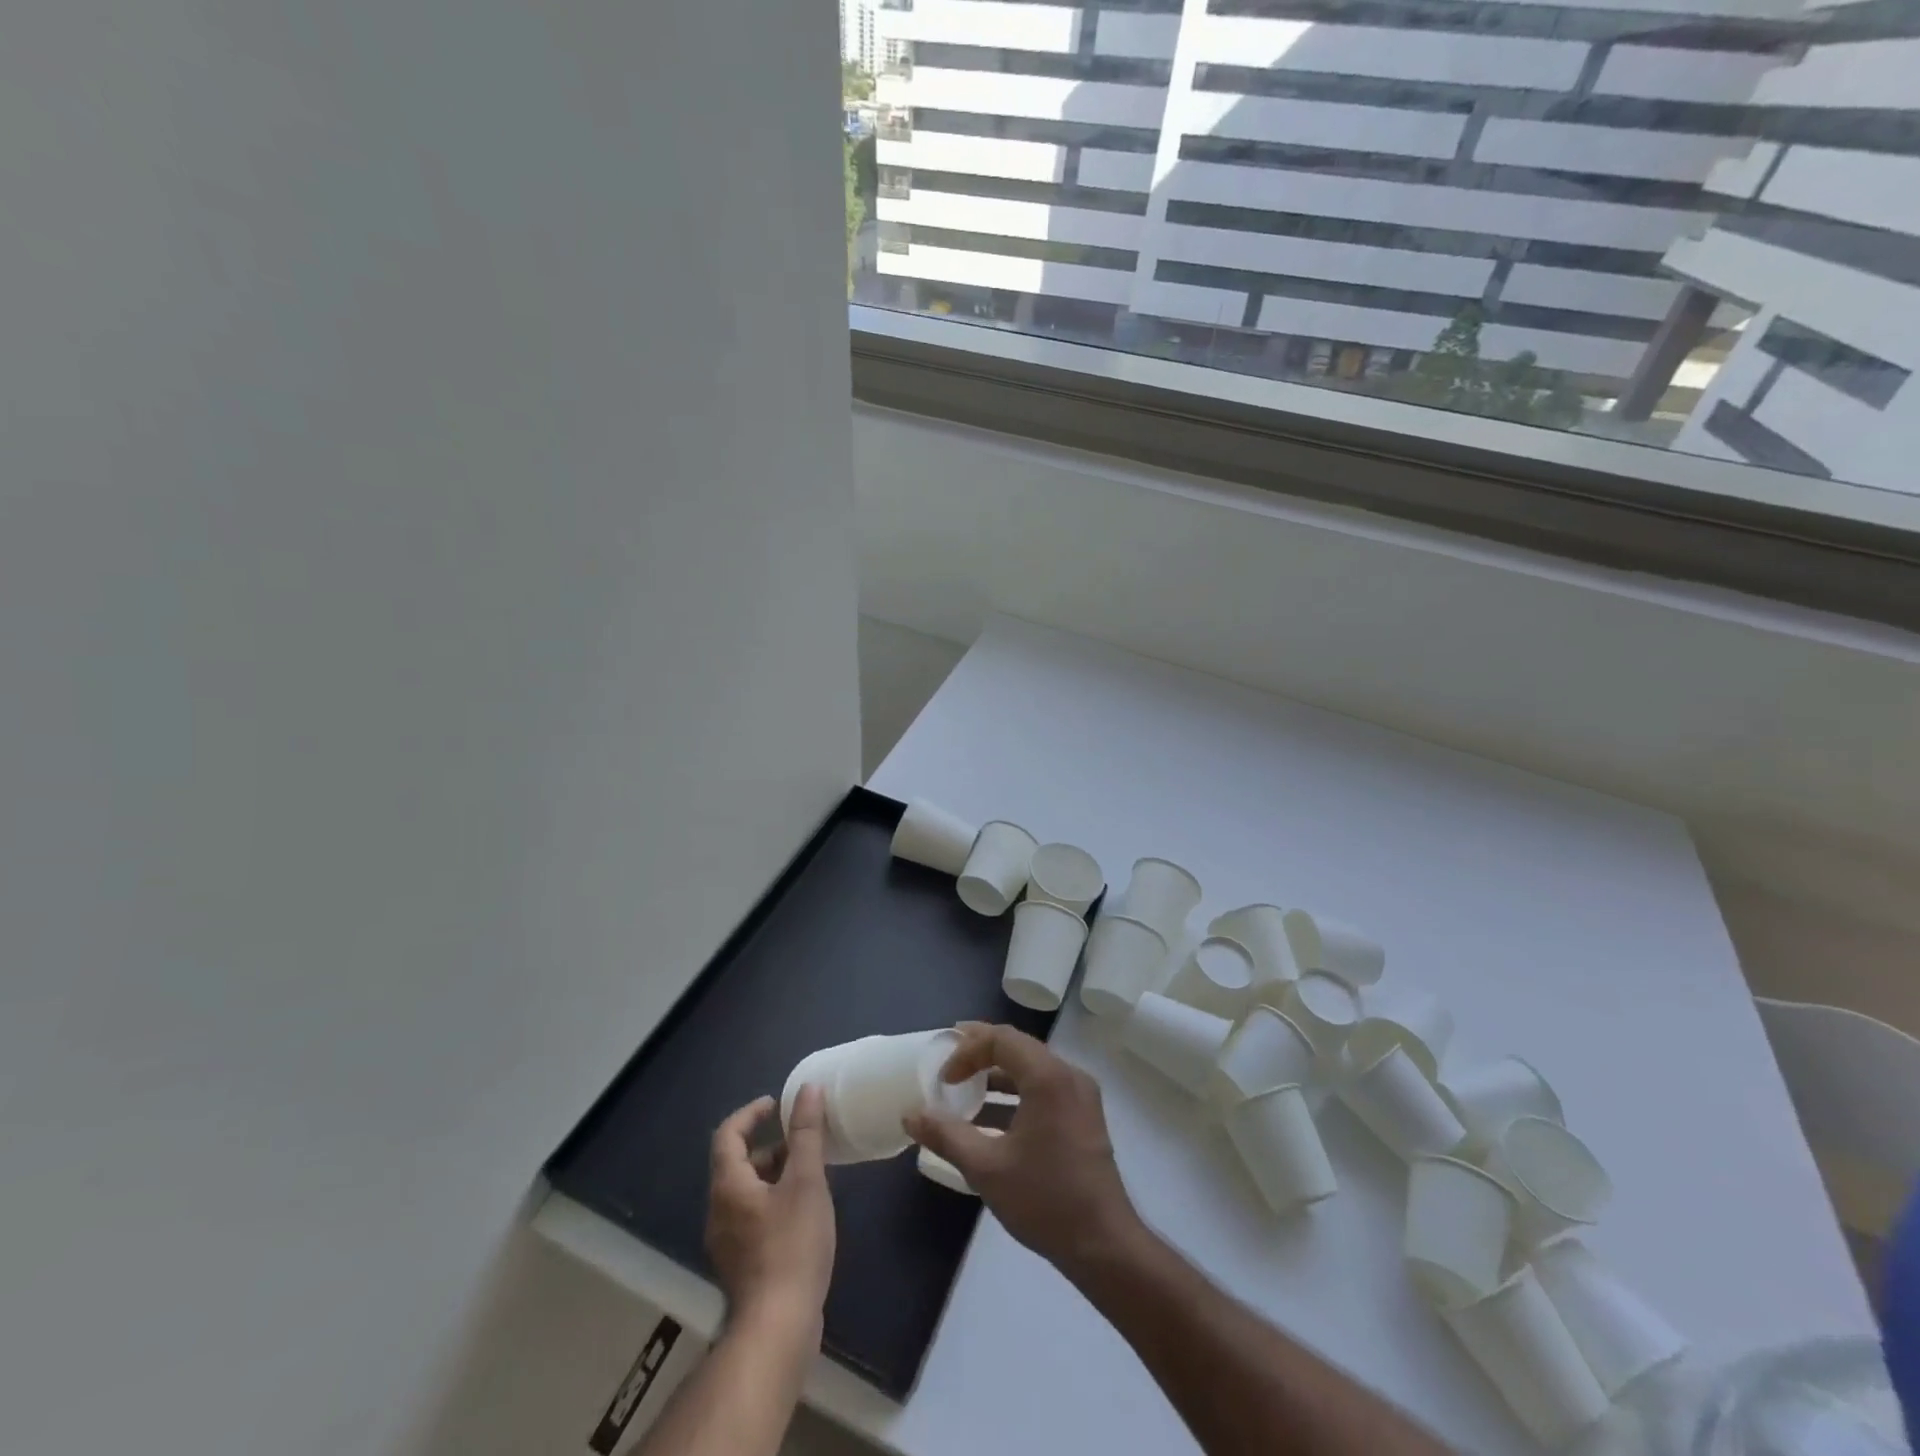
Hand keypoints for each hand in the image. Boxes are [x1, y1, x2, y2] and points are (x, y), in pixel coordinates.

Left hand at [705, 1088, 836, 1337]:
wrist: (778, 1328)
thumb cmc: (791, 1246)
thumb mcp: (806, 1181)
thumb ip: (807, 1134)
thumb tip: (808, 1090)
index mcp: (728, 1186)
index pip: (728, 1134)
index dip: (751, 1113)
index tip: (778, 1104)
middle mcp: (719, 1211)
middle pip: (737, 1164)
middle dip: (769, 1146)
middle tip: (802, 1139)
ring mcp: (726, 1242)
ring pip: (746, 1192)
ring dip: (773, 1174)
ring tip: (810, 1173)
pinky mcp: (741, 1266)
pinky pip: (752, 1217)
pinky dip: (773, 1201)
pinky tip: (803, 1212)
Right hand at [904, 1023, 1142, 1276]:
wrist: (1104, 1245)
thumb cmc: (1044, 1199)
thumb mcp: (986, 1168)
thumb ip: (946, 1135)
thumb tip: (910, 1114)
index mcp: (1048, 1077)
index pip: (1001, 1039)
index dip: (967, 1051)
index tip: (944, 1079)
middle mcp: (1068, 1075)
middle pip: (1019, 1046)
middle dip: (981, 1050)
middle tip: (949, 1058)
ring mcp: (1081, 1095)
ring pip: (1032, 1067)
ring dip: (998, 1073)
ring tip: (966, 1086)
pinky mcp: (1084, 1116)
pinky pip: (1045, 1087)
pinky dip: (1017, 1092)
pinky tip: (992, 1118)